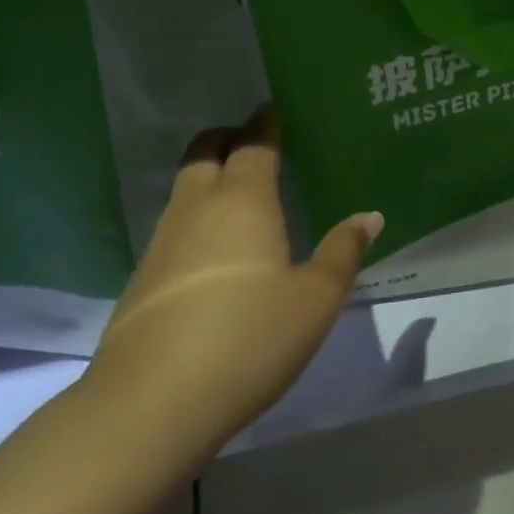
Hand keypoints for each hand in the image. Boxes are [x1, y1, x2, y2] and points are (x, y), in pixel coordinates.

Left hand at [86, 105, 382, 458]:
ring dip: (211, 178)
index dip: (265, 123)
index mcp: (243, 202)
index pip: (253, 144)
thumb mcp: (315, 300)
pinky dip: (199, 218)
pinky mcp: (144, 280)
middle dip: (229, 138)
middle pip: (205, 153)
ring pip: (186, 190)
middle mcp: (197, 209)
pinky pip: (176, 227)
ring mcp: (162, 244)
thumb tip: (369, 216)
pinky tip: (218, 251)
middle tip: (257, 143)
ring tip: (244, 194)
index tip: (274, 109)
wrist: (151, 405)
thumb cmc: (249, 339)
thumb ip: (342, 253)